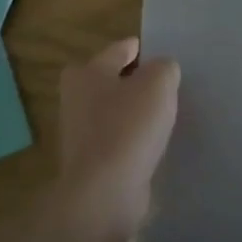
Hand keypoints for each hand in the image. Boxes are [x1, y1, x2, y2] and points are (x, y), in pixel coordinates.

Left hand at [56, 38, 180, 230]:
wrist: (105, 192)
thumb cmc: (129, 127)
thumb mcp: (158, 83)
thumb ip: (164, 68)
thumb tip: (162, 70)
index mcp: (88, 73)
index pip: (118, 50)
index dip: (139, 48)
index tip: (159, 51)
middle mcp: (77, 99)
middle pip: (110, 80)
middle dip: (132, 80)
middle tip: (162, 83)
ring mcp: (81, 134)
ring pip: (113, 111)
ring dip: (133, 111)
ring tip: (163, 113)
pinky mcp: (91, 162)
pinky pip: (117, 139)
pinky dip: (132, 138)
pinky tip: (153, 142)